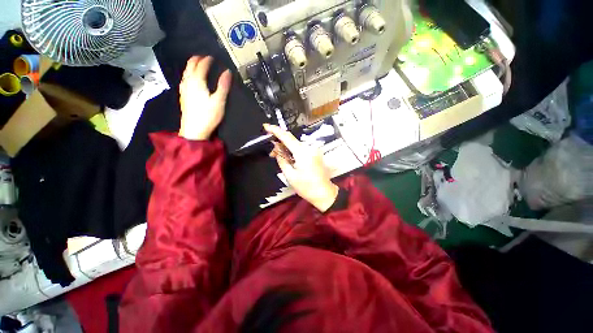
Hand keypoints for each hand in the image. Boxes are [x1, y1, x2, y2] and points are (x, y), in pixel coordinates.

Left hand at [179, 56, 231, 139]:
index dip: (207, 60)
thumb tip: (227, 72)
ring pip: (186, 72)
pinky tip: (190, 79)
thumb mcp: (219, 101)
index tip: (212, 57)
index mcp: (197, 81)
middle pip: (190, 66)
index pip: (201, 66)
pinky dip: (188, 74)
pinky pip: (184, 79)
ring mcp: (184, 89)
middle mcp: (188, 82)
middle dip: (197, 59)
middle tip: (203, 57)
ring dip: (191, 66)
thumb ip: (223, 86)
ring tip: (197, 64)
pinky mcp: (183, 96)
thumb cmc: (208, 115)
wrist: (194, 129)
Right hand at [264, 124, 338, 211]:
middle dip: (280, 144)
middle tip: (272, 153)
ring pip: (296, 145)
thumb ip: (281, 160)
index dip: (276, 131)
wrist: (324, 193)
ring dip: (287, 148)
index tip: (266, 127)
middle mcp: (309, 148)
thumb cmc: (306, 187)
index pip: (287, 137)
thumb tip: (276, 149)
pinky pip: (302, 149)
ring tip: (279, 157)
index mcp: (303, 152)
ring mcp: (314, 150)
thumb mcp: (290, 175)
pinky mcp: (316, 154)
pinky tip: (289, 158)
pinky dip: (294, 151)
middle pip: (291, 140)